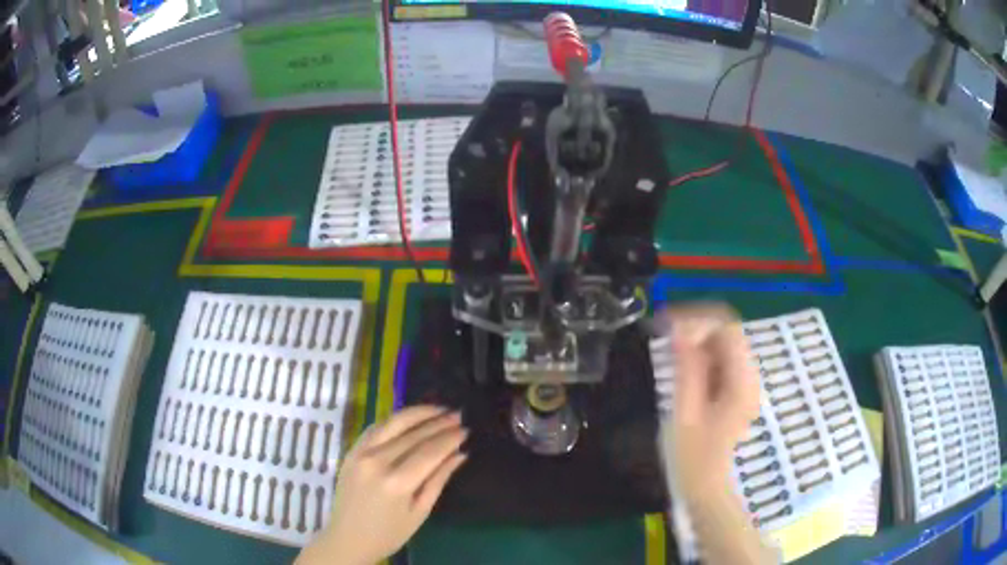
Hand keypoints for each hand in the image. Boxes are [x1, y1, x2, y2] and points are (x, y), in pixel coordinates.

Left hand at [297, 406, 467, 564]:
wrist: (347, 537)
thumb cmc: (389, 533)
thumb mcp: (420, 512)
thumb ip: (438, 480)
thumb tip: (459, 454)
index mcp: (397, 482)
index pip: (429, 451)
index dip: (449, 438)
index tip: (466, 429)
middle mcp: (377, 462)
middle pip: (413, 435)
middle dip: (438, 423)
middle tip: (458, 415)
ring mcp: (360, 453)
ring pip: (393, 423)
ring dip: (417, 413)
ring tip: (438, 409)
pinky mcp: (351, 451)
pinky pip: (375, 428)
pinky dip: (394, 420)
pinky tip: (409, 418)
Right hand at [658, 304, 760, 496]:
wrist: (706, 488)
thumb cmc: (692, 458)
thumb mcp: (685, 413)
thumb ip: (687, 369)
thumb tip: (679, 329)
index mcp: (741, 381)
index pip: (727, 327)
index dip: (697, 318)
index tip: (665, 324)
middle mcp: (749, 376)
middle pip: (728, 332)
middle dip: (696, 327)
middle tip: (663, 335)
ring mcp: (745, 383)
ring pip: (723, 344)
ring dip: (697, 340)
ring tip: (669, 349)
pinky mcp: (736, 390)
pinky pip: (721, 360)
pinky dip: (701, 355)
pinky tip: (682, 366)